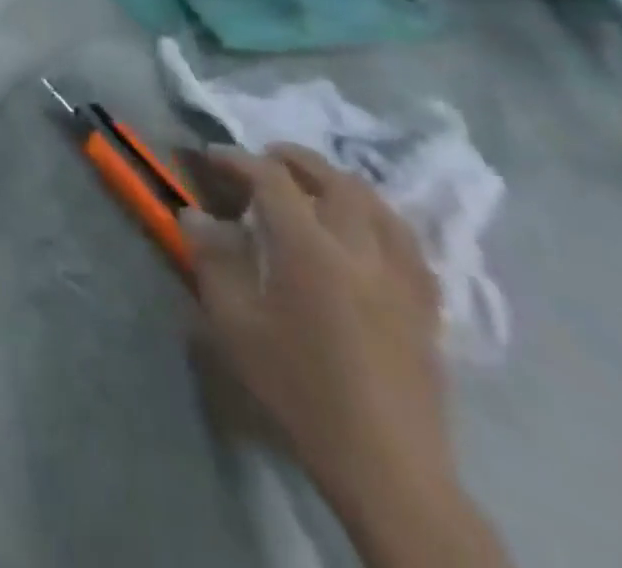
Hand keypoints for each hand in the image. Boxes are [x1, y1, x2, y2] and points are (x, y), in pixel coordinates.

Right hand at [181, 146, 463, 537]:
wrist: (386, 466)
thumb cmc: (299, 390)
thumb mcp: (236, 327)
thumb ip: (214, 261)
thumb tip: (195, 215)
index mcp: (309, 248)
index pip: (272, 180)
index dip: (239, 160)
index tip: (213, 156)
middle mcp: (359, 248)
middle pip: (333, 179)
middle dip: (295, 159)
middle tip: (265, 158)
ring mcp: (400, 275)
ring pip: (376, 202)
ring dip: (340, 182)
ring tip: (315, 186)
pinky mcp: (426, 304)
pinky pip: (406, 241)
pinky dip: (379, 218)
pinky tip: (367, 231)